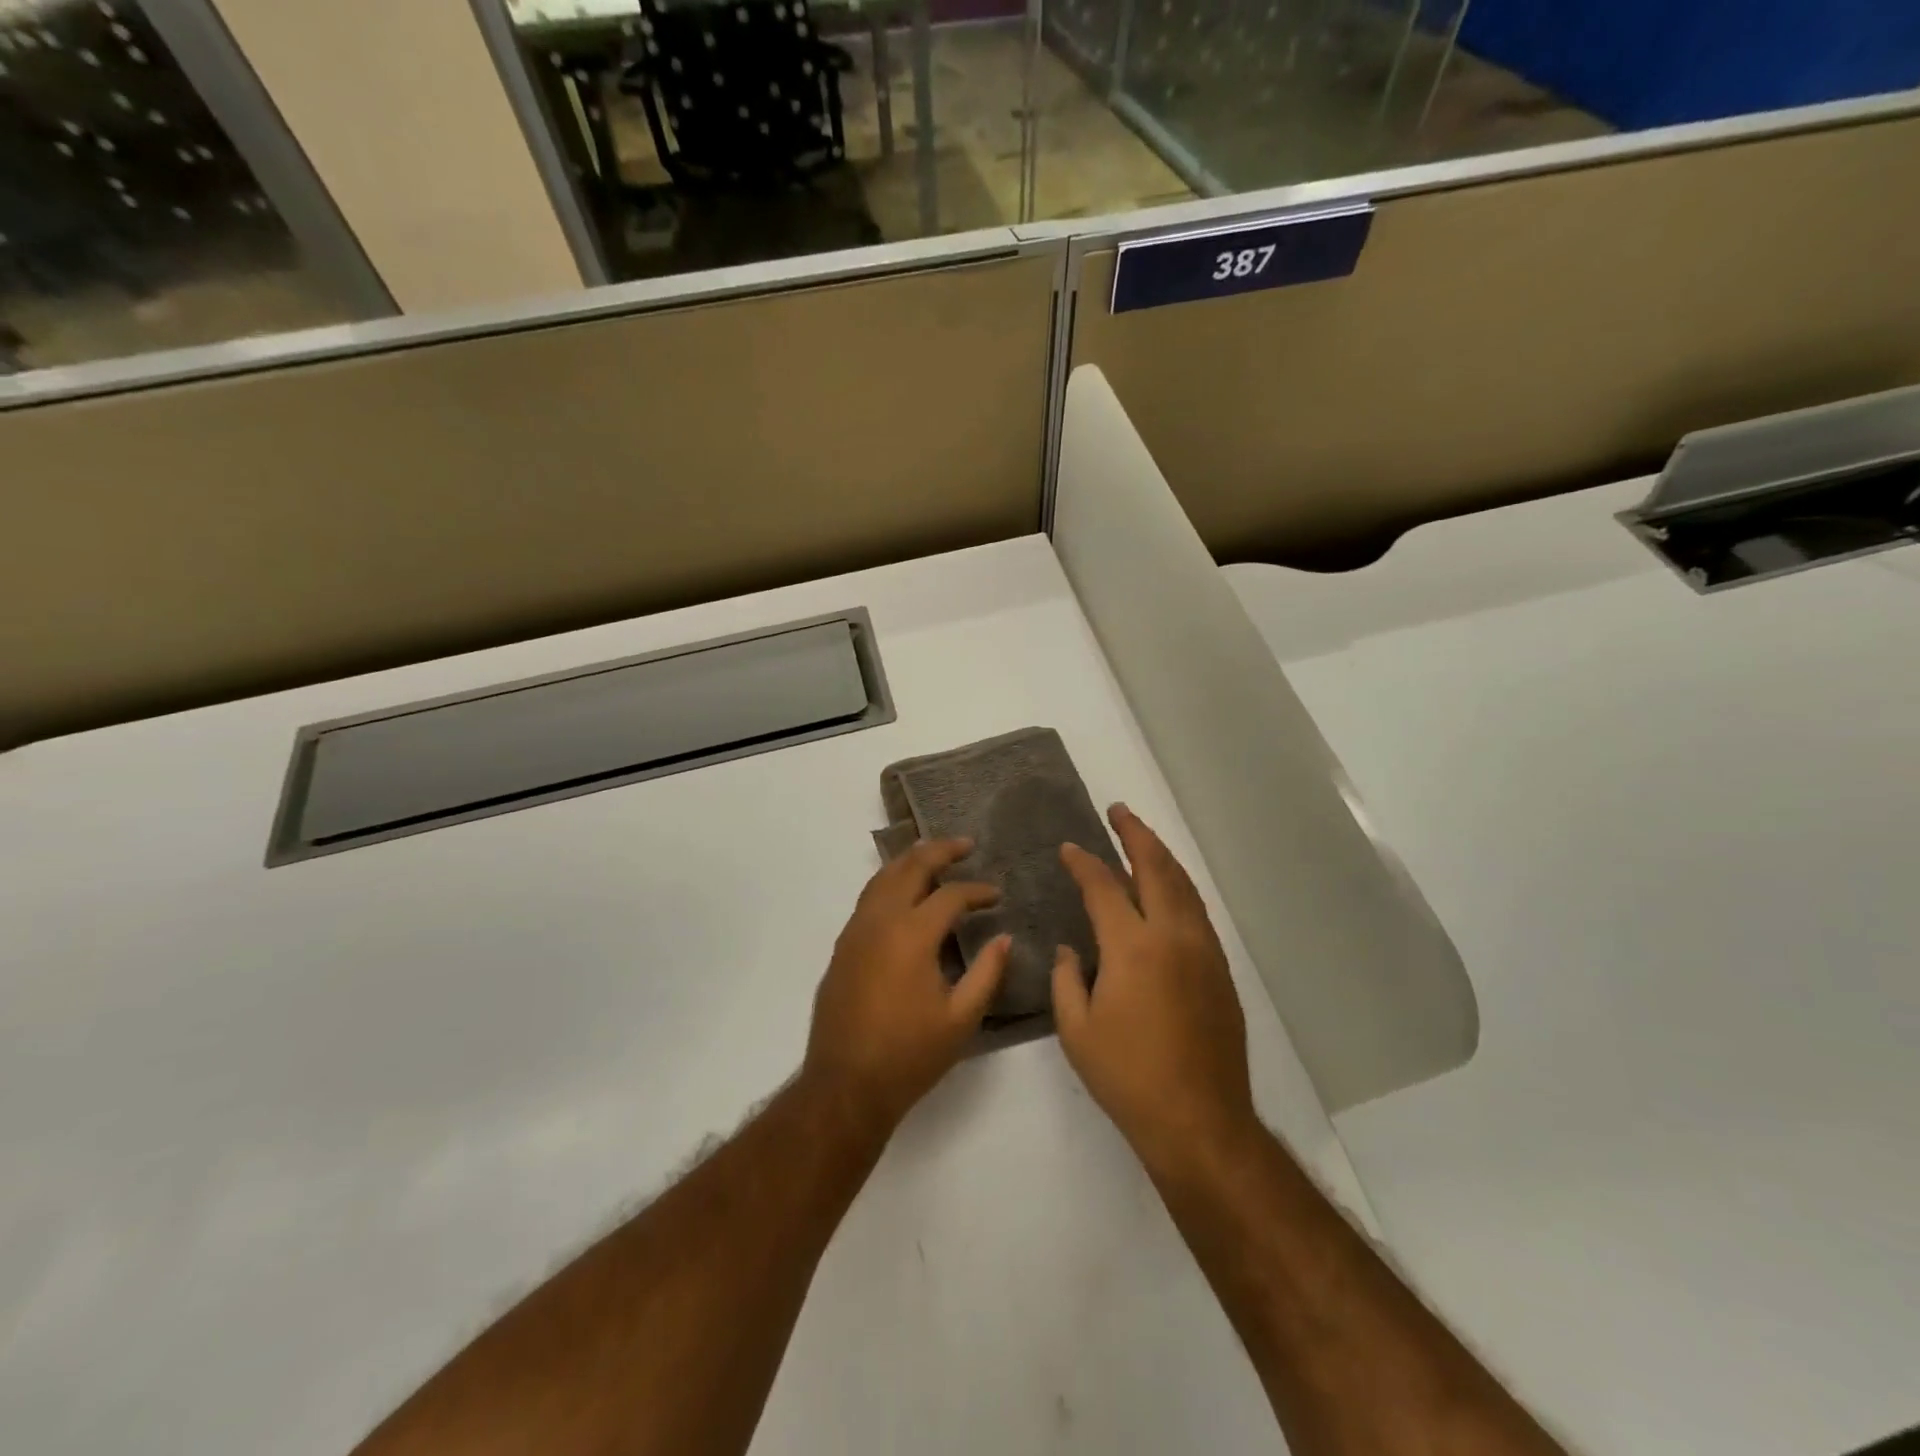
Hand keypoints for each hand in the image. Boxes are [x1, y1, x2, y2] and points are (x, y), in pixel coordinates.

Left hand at [804, 838, 1010, 1134]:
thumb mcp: (961, 1019)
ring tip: (934, 855)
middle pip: (910, 867)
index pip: (950, 895)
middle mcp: (880, 921)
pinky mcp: (842, 946)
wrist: (845, 1084)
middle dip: (940, 851)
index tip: (997, 895)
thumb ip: (987, 973)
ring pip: (882, 877)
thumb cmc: (909, 1055)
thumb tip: (1004, 938)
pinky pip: (868, 898)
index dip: (978, 891)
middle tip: (965, 844)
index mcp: (911, 935)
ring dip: (910, 861)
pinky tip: (903, 893)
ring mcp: (855, 931)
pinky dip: (890, 882)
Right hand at [1051, 805, 1256, 1175]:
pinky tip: (1167, 890)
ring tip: (1142, 839)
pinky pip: (1197, 911)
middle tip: (1118, 812)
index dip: (1084, 863)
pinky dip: (1179, 887)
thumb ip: (1067, 980)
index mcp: (1132, 947)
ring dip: (1162, 856)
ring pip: (1184, 886)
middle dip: (1135, 833)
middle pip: (1156, 868)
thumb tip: (1072, 950)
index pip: (1104, 886)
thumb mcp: (1077, 1030)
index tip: (1069, 848)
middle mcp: (1173, 936)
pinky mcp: (1220, 970)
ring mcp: (1203, 951)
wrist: (1200, 1121)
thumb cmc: (1128, 1077)